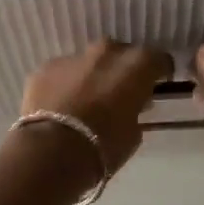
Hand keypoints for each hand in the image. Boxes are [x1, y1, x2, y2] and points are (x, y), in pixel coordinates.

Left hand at [18, 40, 172, 174]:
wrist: (53, 152)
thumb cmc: (104, 146)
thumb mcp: (133, 133)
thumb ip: (135, 111)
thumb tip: (130, 106)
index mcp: (136, 65)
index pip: (157, 60)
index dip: (159, 73)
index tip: (157, 85)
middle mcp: (106, 52)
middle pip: (121, 54)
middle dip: (122, 70)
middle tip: (120, 93)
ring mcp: (72, 58)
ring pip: (88, 62)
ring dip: (91, 76)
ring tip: (87, 101)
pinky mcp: (44, 68)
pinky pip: (61, 74)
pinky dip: (64, 86)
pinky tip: (61, 107)